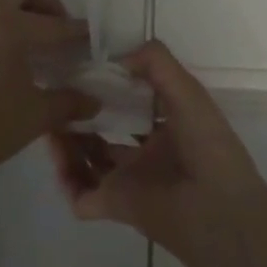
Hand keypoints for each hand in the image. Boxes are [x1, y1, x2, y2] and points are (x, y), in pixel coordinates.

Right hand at [49, 41, 266, 266]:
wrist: (216, 208)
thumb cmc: (206, 143)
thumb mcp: (187, 90)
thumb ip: (156, 62)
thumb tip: (116, 58)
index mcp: (168, 126)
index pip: (134, 103)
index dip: (111, 87)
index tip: (86, 70)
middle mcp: (147, 153)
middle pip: (106, 131)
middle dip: (83, 115)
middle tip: (58, 96)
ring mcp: (130, 180)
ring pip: (89, 160)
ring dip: (69, 143)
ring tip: (49, 120)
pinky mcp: (115, 205)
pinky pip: (81, 196)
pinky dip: (66, 179)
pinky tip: (57, 153)